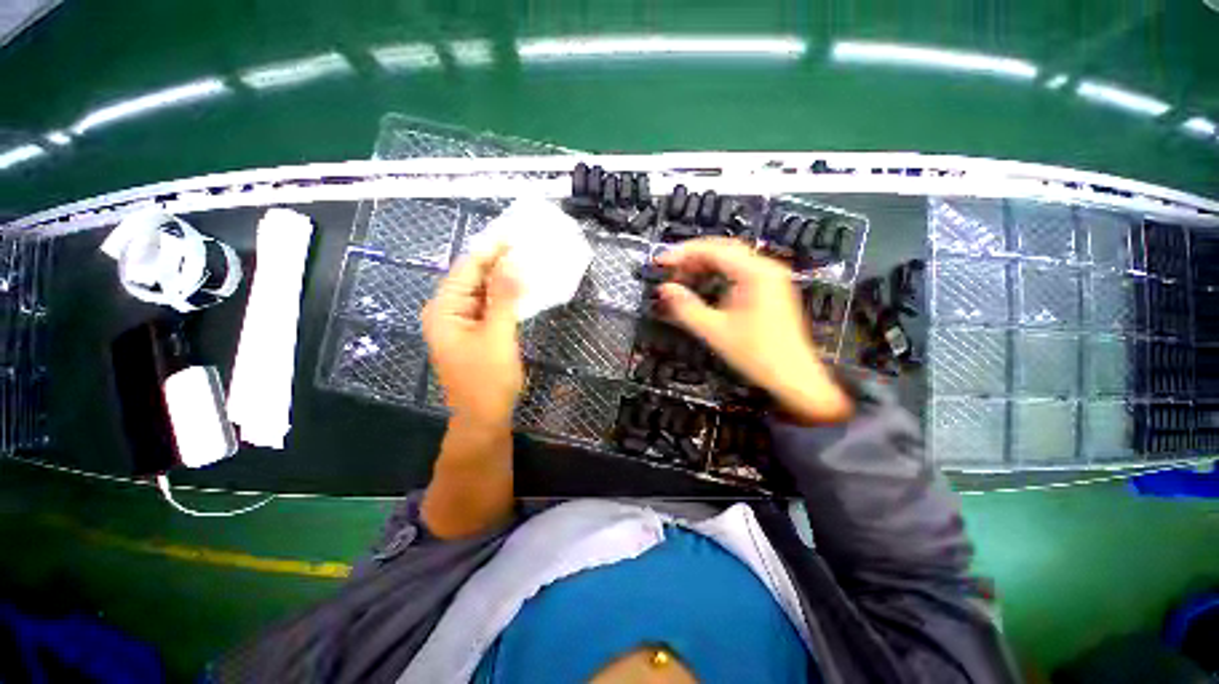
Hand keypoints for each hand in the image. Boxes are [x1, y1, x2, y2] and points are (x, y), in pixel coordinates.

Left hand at [422, 245, 523, 428]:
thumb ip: (504, 298)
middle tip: (524, 246)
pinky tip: (521, 289)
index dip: (490, 251)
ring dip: (503, 280)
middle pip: (473, 279)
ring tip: (526, 262)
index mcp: (444, 310)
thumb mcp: (498, 335)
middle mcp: (447, 312)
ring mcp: (461, 323)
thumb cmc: (487, 379)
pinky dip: (505, 298)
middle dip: (497, 263)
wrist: (484, 417)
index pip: (467, 270)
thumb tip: (513, 264)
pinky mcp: (475, 333)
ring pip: (483, 293)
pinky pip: (489, 307)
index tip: (512, 234)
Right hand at [656, 238, 851, 423]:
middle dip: (693, 257)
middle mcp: (766, 268)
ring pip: (731, 260)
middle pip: (723, 249)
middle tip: (669, 270)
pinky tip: (703, 286)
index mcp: (755, 273)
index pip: (713, 250)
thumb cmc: (756, 355)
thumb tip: (664, 289)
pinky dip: (717, 275)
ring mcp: (770, 278)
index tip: (660, 261)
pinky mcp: (770, 290)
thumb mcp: (714, 331)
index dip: (683, 253)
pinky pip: (739, 272)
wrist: (795, 378)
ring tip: (681, 278)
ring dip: (704, 266)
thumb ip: (686, 307)